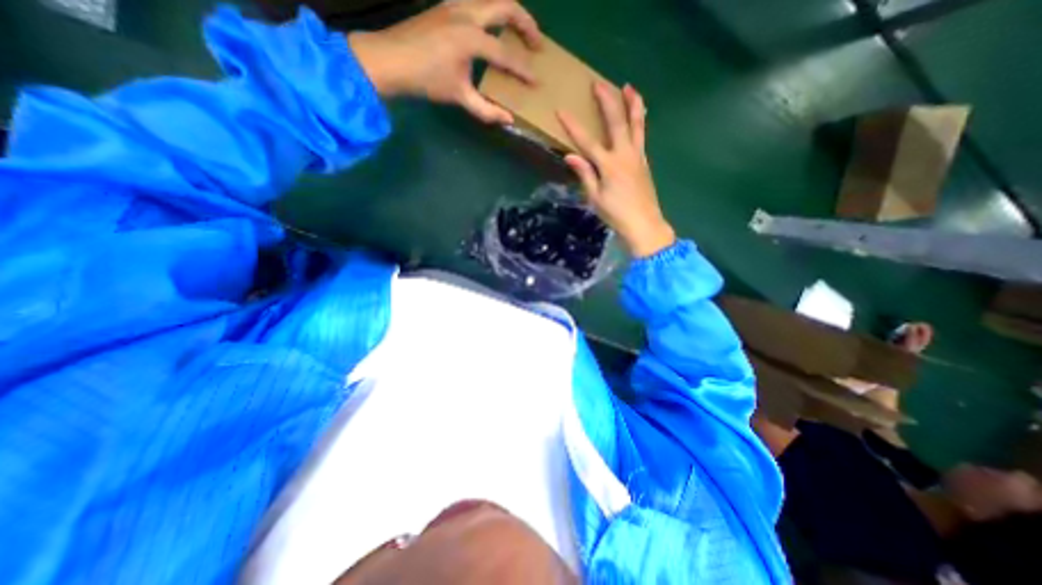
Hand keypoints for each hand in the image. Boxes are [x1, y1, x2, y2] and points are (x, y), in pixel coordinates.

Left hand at [352, 0, 545, 123]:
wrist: (388, 59)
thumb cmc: (425, 80)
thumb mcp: (459, 97)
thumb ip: (486, 109)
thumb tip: (508, 120)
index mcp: (472, 38)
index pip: (506, 55)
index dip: (523, 70)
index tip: (536, 82)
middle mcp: (467, 13)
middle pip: (507, 6)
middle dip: (527, 25)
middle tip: (538, 44)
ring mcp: (455, 4)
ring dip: (510, 13)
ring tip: (519, 33)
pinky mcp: (446, 5)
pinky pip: (477, 2)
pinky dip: (492, 13)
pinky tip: (492, 29)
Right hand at [553, 81, 675, 254]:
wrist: (644, 224)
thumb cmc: (616, 214)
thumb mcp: (595, 198)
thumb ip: (585, 174)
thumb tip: (570, 155)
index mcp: (608, 165)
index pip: (587, 141)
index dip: (573, 126)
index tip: (562, 110)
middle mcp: (624, 154)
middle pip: (616, 122)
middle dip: (607, 101)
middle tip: (599, 83)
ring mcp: (637, 156)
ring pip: (636, 123)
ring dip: (632, 103)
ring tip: (629, 87)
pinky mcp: (644, 161)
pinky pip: (642, 134)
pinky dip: (640, 120)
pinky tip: (639, 114)